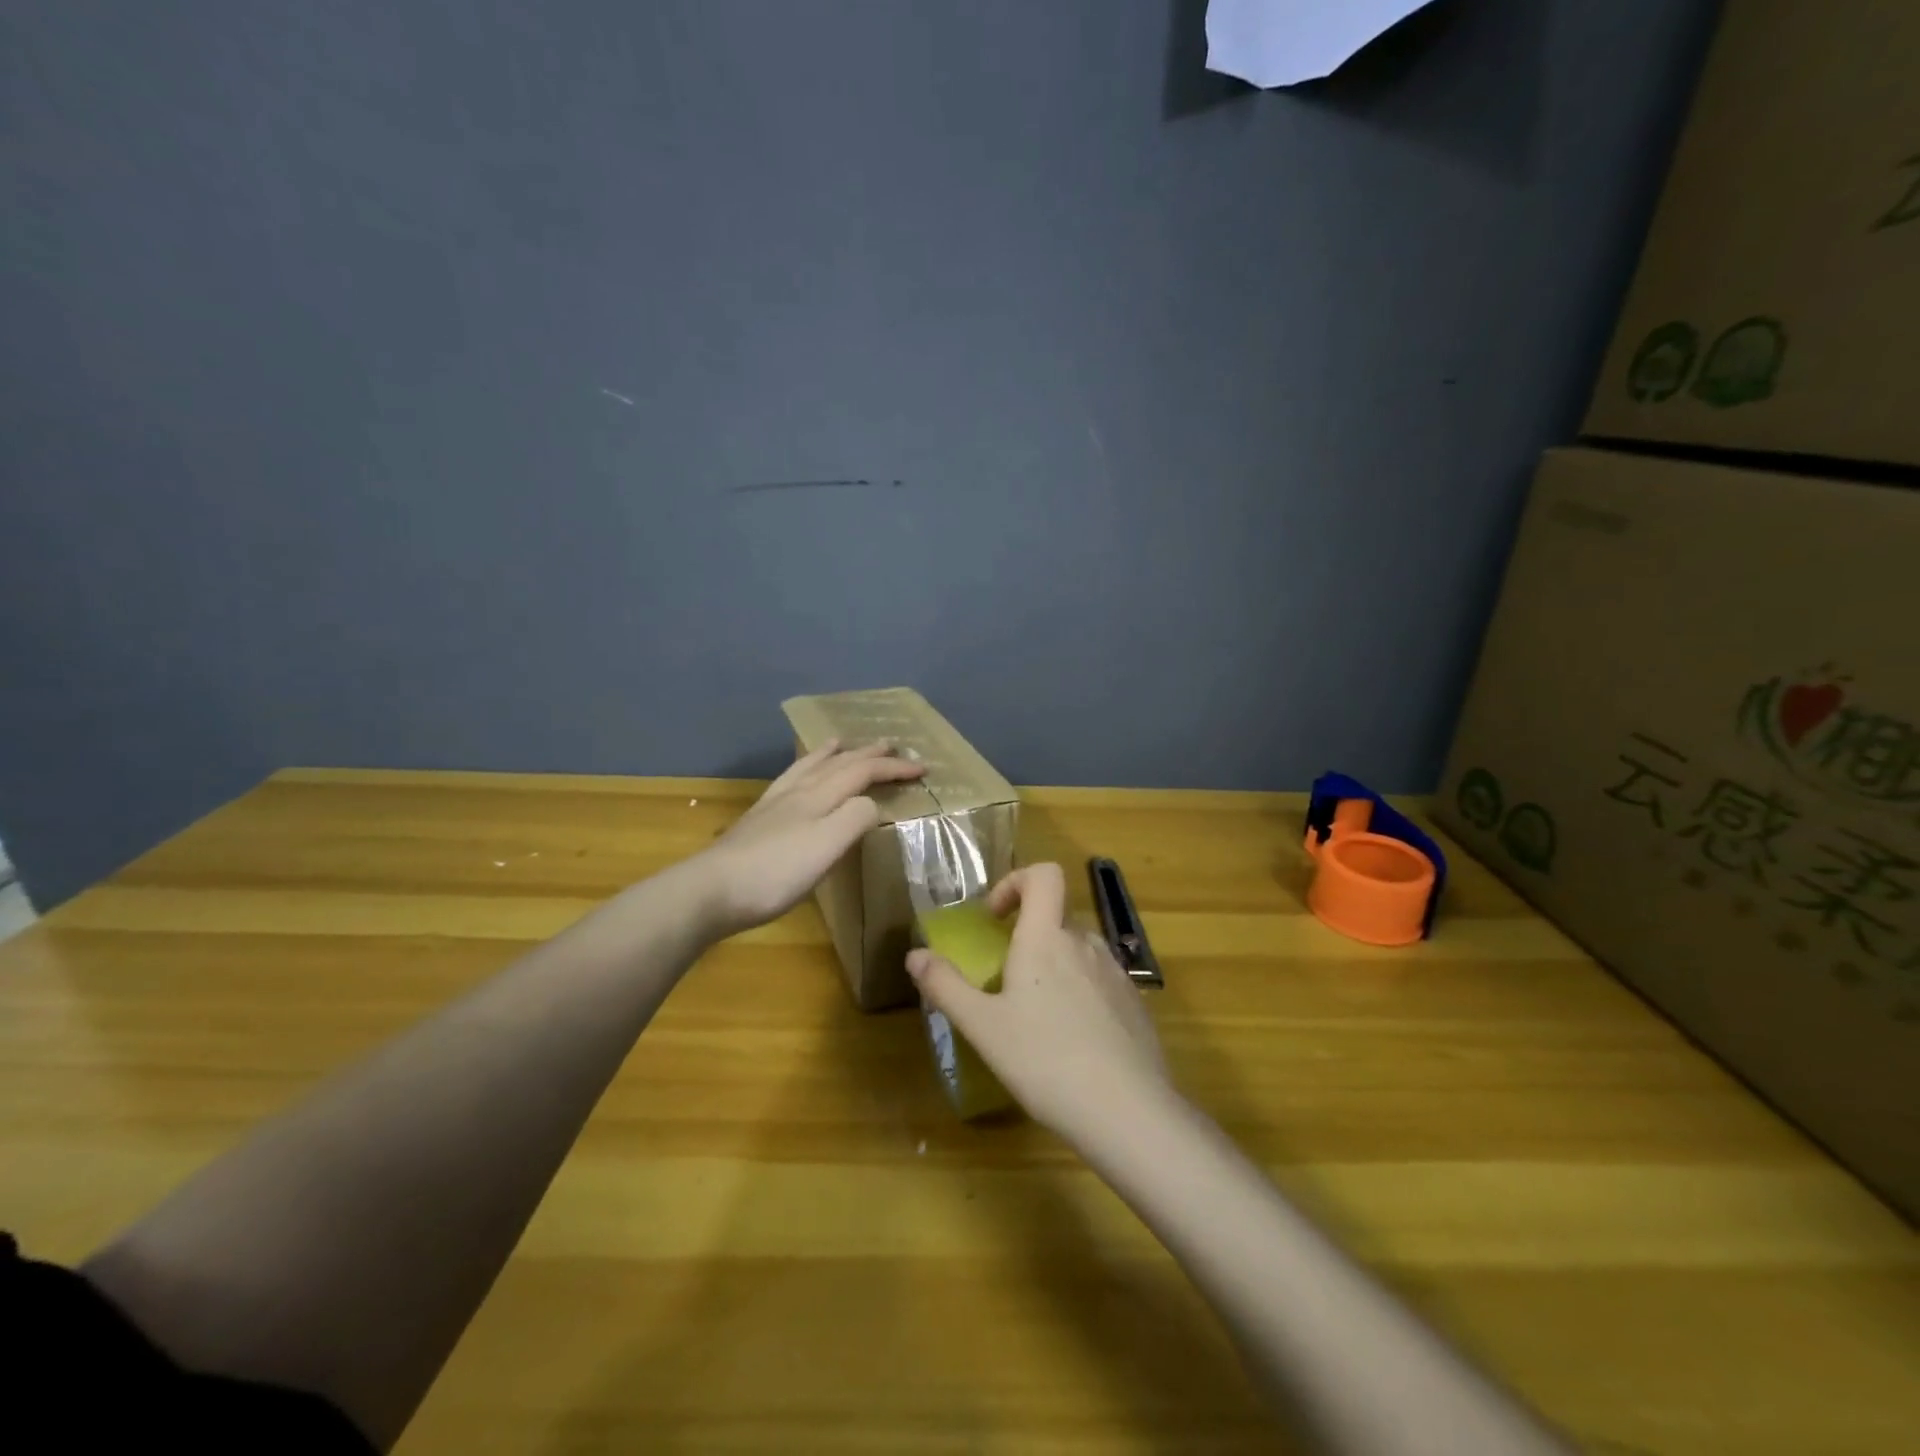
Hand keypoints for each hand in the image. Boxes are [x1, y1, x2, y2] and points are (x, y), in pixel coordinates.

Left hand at [692, 740, 924, 935]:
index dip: (894, 767)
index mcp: (819, 796)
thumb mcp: (828, 846)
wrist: (712, 890)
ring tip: (840, 742)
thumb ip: (856, 818)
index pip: (863, 772)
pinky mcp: (758, 820)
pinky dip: (802, 770)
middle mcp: (798, 791)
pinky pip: (788, 781)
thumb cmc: (777, 872)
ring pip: (809, 767)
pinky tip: (796, 779)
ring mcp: (774, 804)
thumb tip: (872, 803)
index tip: (923, 768)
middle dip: (867, 753)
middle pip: (838, 764)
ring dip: (831, 754)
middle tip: (889, 743)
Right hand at [905, 862, 1171, 1141]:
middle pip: (1057, 916)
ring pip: (1079, 950)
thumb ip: (946, 986)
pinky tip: (1073, 1040)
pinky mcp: (1135, 1003)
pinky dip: (1082, 993)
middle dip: (1030, 935)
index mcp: (1046, 938)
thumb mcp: (983, 1027)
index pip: (1043, 874)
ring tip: (1038, 1015)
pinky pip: (1101, 980)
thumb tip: (915, 955)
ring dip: (1055, 965)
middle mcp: (1085, 943)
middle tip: (1007, 978)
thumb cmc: (1045, 1061)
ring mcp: (1116, 973)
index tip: (996, 917)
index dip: (1016, 881)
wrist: (1127, 1111)